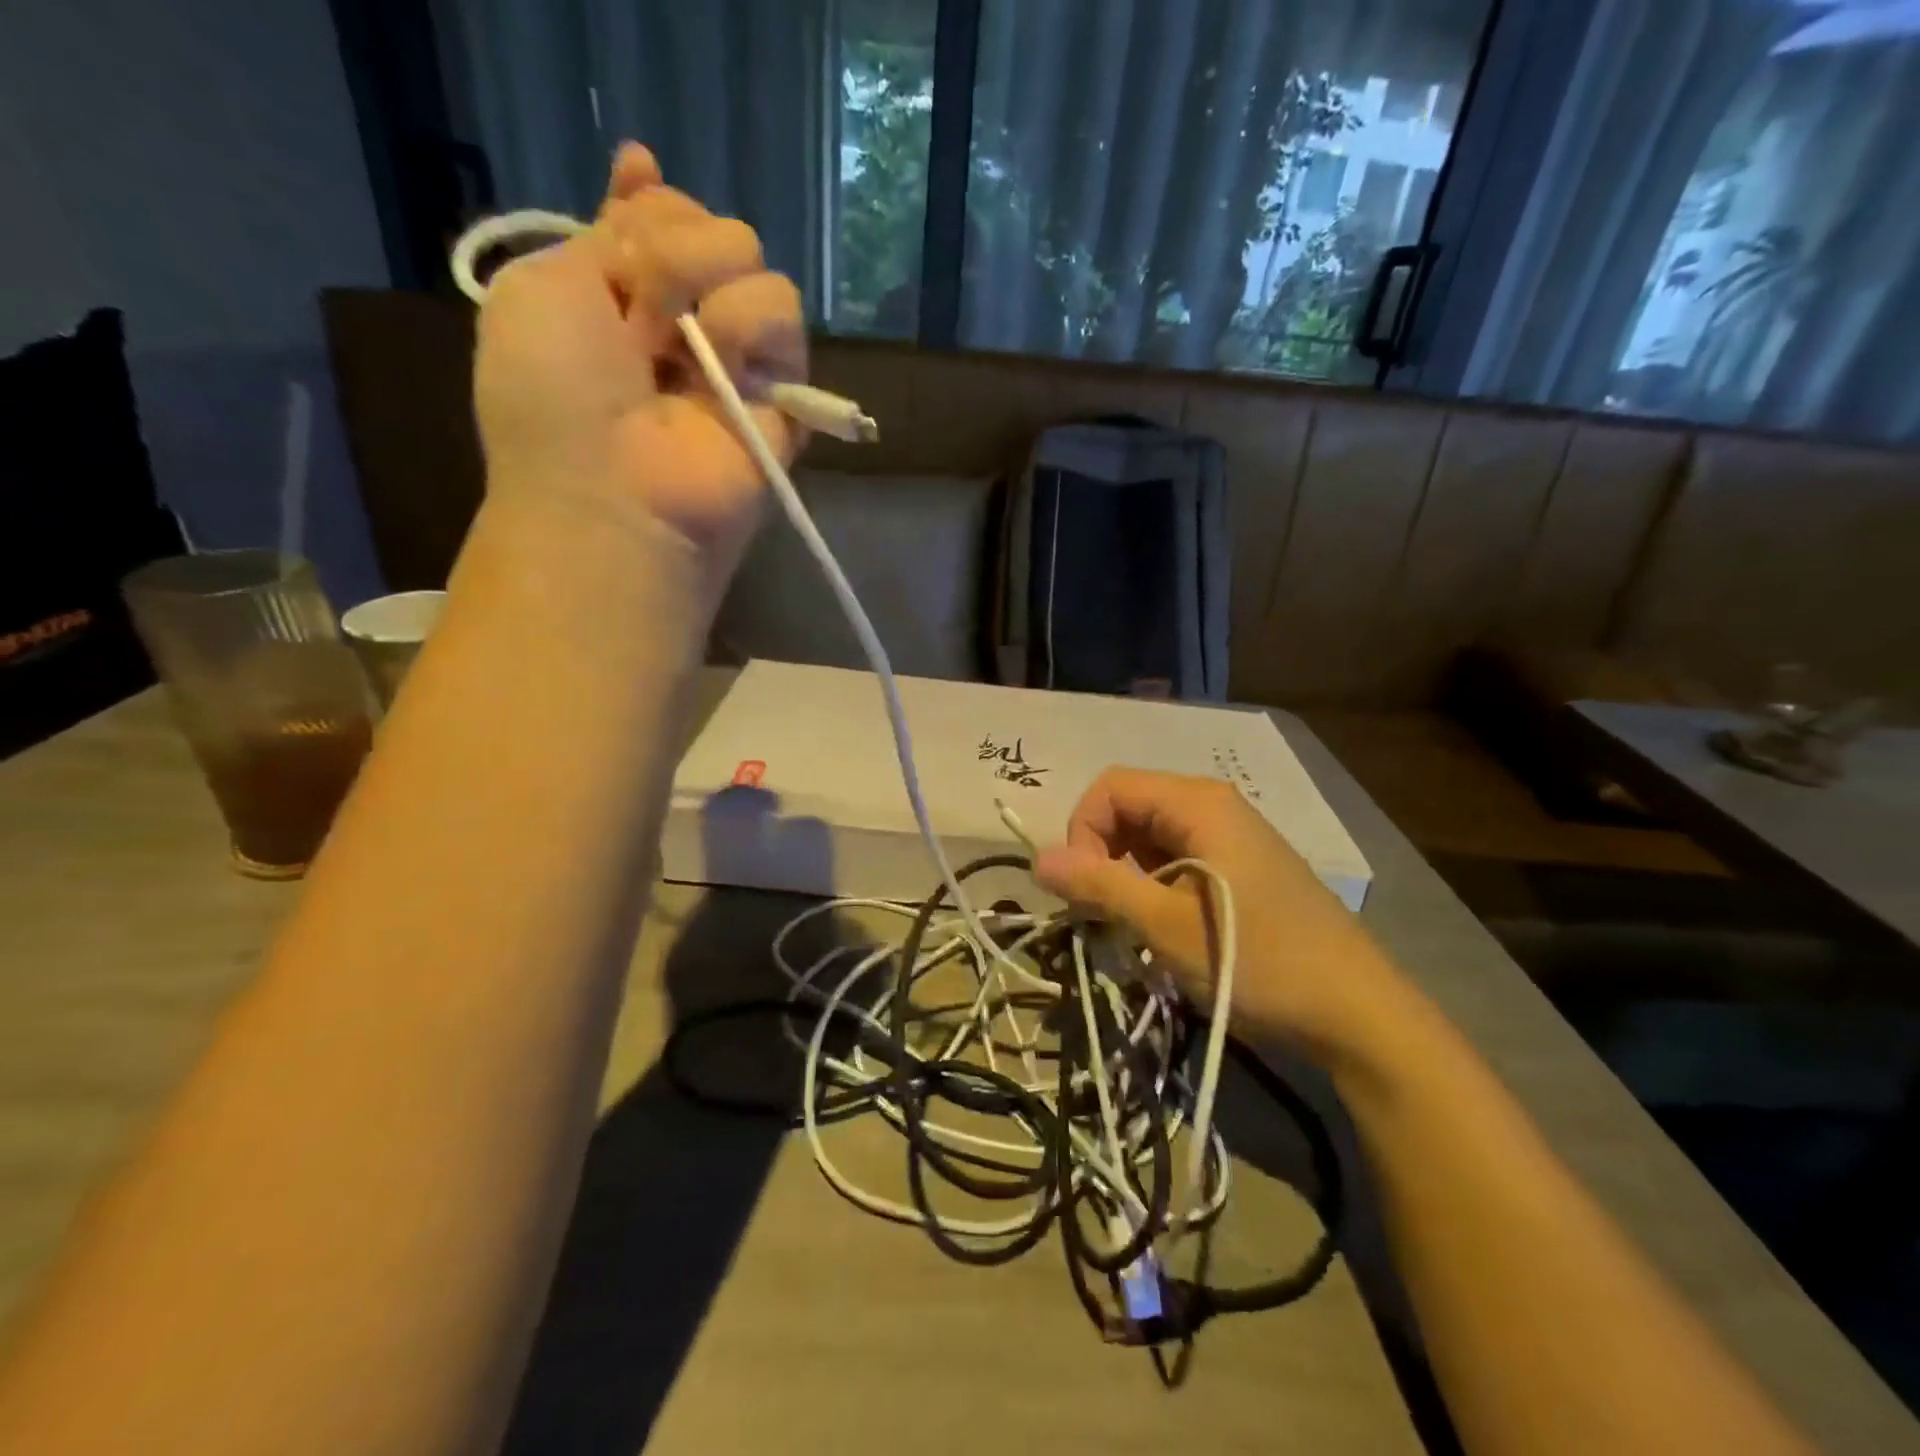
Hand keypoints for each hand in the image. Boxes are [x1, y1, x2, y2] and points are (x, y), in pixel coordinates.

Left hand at [472, 142, 805, 580]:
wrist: (611, 492)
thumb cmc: (554, 398)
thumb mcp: (544, 286)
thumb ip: (603, 231)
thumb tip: (644, 163)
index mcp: (623, 297)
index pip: (662, 215)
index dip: (650, 206)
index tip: (624, 215)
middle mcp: (685, 322)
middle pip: (710, 228)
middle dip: (670, 247)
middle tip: (639, 308)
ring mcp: (738, 358)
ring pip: (752, 262)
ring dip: (705, 282)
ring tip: (674, 345)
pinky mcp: (783, 391)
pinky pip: (784, 314)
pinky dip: (750, 323)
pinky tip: (720, 361)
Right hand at [1034, 769, 1403, 1057]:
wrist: (1355, 1013)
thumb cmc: (1257, 960)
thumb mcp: (1166, 925)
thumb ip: (1099, 885)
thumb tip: (1036, 859)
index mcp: (1198, 803)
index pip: (1110, 788)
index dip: (1082, 831)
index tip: (1083, 889)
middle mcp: (1213, 807)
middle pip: (1129, 809)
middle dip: (1101, 855)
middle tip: (1100, 913)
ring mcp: (1230, 838)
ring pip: (1149, 838)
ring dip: (1124, 876)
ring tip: (1129, 927)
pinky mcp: (1239, 869)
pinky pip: (1176, 861)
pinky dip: (1152, 887)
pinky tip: (1161, 929)